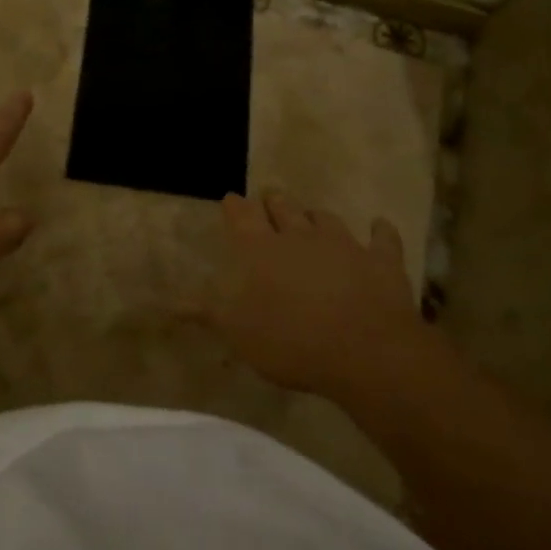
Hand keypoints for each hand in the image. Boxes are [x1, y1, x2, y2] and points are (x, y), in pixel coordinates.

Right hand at [199, 192, 437, 407]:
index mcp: (261, 249)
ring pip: (325, 218)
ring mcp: (343, 244)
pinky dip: (380, 231)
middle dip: (274, 202)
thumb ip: (206, 312)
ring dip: (316, 216)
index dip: (235, 206)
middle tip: (270, 199)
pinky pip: (382, 238)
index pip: (241, 215)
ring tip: (312, 217)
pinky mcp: (380, 260)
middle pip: (283, 207)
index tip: (231, 199)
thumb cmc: (290, 341)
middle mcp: (299, 235)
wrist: (364, 350)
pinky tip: (380, 227)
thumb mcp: (237, 332)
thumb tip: (168, 302)